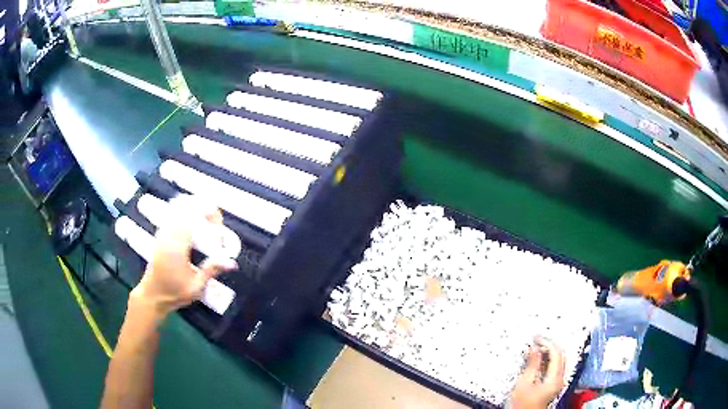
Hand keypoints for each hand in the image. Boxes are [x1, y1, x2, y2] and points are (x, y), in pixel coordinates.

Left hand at [129, 195, 236, 317]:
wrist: (152, 295)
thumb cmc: (174, 293)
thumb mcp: (196, 287)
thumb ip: (212, 270)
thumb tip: (232, 262)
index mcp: (176, 247)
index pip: (192, 217)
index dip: (207, 212)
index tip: (219, 222)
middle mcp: (167, 236)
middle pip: (185, 208)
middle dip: (202, 208)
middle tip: (215, 222)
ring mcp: (161, 233)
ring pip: (177, 208)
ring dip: (193, 209)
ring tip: (206, 221)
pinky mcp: (159, 235)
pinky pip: (171, 214)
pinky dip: (183, 212)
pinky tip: (192, 221)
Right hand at [509, 337, 565, 408]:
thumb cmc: (523, 404)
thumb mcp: (524, 384)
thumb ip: (531, 364)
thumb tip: (534, 347)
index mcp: (556, 378)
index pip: (556, 353)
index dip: (547, 342)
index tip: (536, 337)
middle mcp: (561, 378)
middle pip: (560, 355)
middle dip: (549, 345)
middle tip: (536, 339)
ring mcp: (558, 382)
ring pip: (558, 360)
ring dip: (548, 351)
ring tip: (536, 346)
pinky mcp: (554, 384)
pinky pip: (555, 366)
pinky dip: (548, 359)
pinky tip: (539, 358)